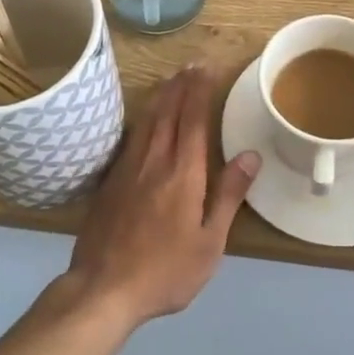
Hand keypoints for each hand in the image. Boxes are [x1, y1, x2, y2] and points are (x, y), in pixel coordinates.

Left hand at [67, 64, 258, 329]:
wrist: (102, 289)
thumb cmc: (165, 271)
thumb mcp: (209, 242)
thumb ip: (228, 195)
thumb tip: (251, 155)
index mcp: (183, 174)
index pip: (193, 120)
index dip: (200, 91)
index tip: (207, 69)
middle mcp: (154, 162)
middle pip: (168, 113)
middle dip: (180, 86)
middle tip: (190, 64)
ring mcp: (127, 170)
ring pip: (146, 122)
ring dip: (160, 97)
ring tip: (170, 80)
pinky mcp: (109, 182)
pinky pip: (130, 138)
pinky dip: (141, 119)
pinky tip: (143, 119)